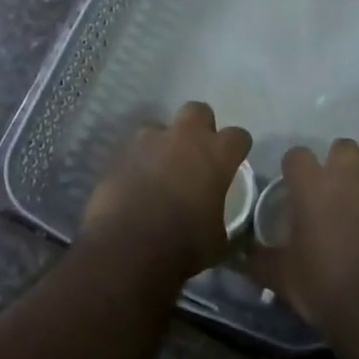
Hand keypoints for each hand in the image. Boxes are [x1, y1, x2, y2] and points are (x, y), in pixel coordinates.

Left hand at [83, 102, 251, 278]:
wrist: (127, 248)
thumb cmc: (183, 245)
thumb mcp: (218, 240)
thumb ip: (222, 220)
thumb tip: (220, 225)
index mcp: (216, 155)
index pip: (238, 136)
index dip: (237, 149)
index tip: (233, 162)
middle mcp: (184, 137)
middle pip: (198, 111)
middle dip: (200, 127)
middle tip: (196, 154)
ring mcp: (148, 141)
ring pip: (160, 127)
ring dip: (164, 144)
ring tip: (160, 170)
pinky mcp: (120, 153)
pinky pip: (134, 149)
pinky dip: (138, 161)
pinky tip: (136, 184)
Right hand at [251, 138, 358, 342]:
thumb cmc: (325, 291)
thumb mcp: (281, 278)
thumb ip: (257, 259)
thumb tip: (236, 254)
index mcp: (311, 184)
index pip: (297, 155)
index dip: (298, 171)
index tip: (300, 189)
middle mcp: (348, 171)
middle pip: (341, 146)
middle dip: (340, 163)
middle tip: (341, 191)